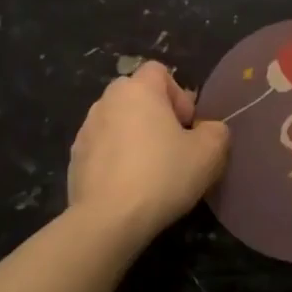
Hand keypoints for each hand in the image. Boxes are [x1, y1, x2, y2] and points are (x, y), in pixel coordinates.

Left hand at [68, 61, 228, 236]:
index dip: (178, 94)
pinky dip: (116, 159)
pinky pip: (103, 148)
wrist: (108, 220)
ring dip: (134, 137)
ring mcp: (86, 129)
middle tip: (172, 146)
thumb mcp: (209, 153)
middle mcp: (107, 101)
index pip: (159, 71)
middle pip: (137, 95)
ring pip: (118, 122)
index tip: (186, 126)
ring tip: (150, 170)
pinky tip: (128, 186)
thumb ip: (216, 131)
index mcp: (137, 89)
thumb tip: (208, 129)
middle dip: (156, 115)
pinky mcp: (74, 158)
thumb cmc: (162, 175)